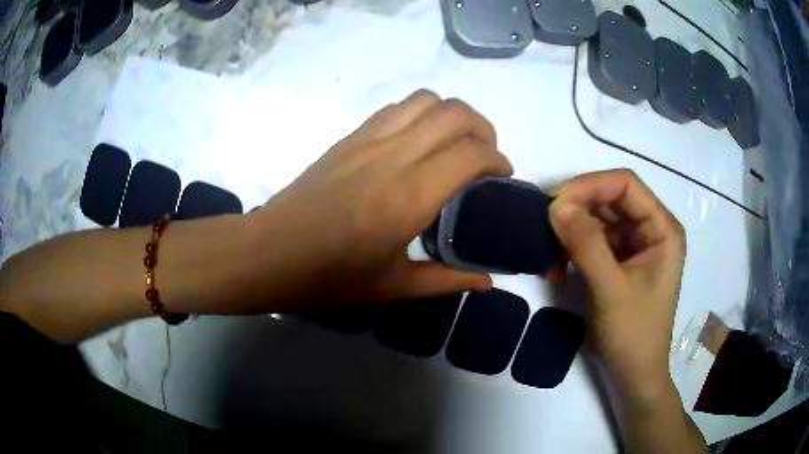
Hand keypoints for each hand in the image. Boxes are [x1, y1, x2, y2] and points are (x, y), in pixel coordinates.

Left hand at [252, 90, 512, 308]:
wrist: (269, 253)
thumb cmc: (329, 278)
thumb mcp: (394, 287)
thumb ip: (448, 280)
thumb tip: (488, 281)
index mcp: (409, 197)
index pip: (471, 154)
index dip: (497, 159)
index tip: (502, 177)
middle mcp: (393, 156)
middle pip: (455, 113)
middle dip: (483, 129)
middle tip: (485, 157)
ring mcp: (367, 140)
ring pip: (425, 100)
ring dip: (452, 114)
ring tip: (455, 143)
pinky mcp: (348, 137)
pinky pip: (395, 108)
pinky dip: (421, 114)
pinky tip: (418, 143)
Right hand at [549, 169, 685, 400]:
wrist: (633, 374)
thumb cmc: (633, 335)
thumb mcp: (611, 290)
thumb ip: (587, 245)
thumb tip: (555, 205)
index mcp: (662, 228)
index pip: (625, 185)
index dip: (590, 185)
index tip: (555, 202)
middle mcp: (651, 229)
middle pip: (611, 198)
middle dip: (578, 207)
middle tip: (545, 224)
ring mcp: (635, 245)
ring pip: (599, 218)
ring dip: (572, 229)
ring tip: (549, 250)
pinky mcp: (620, 260)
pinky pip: (594, 239)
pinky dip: (573, 247)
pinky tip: (558, 265)